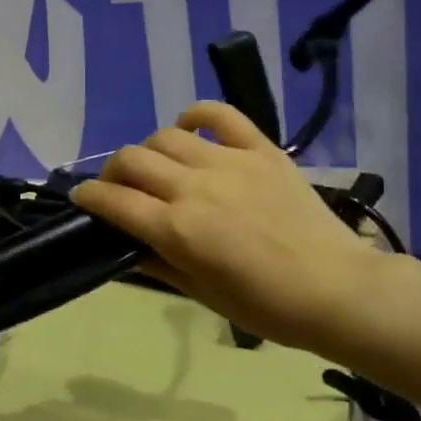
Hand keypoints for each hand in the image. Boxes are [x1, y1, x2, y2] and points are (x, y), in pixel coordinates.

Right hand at [71, 102, 386, 352]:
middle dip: (112, 171)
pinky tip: (188, 128)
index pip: (113, 201)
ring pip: (166, 136)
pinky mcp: (261, 149)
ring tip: (156, 166)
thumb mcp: (202, 294)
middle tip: (118, 187)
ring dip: (149, 150)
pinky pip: (220, 114)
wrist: (337, 290)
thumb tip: (125, 243)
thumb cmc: (266, 306)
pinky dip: (196, 114)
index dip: (89, 197)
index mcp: (177, 229)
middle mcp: (195, 187)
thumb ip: (157, 263)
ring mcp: (229, 162)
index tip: (82, 198)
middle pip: (132, 159)